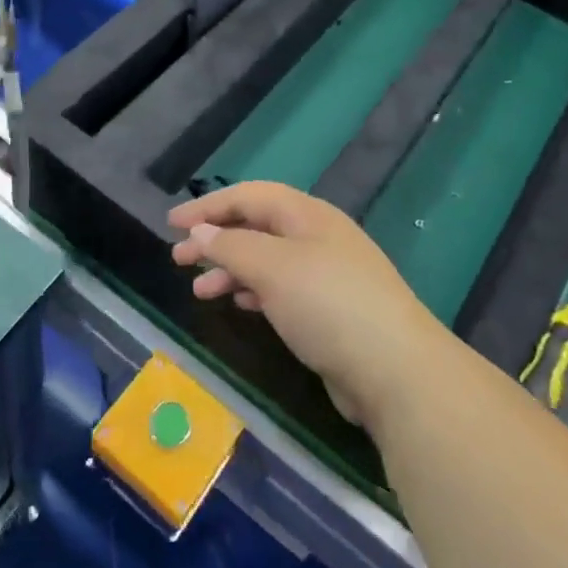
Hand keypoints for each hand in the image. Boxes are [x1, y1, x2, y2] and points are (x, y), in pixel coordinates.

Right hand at [170, 182, 443, 428]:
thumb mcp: (273, 268)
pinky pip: (281, 288)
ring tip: (199, 289)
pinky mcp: (330, 310)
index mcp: (308, 215)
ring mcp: (327, 274)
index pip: (249, 196)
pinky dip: (254, 290)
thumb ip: (233, 246)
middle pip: (257, 226)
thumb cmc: (328, 305)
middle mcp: (318, 237)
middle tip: (179, 259)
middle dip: (217, 238)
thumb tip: (201, 232)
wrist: (395, 371)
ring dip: (231, 268)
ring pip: (267, 259)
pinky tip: (238, 303)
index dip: (208, 206)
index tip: (172, 224)